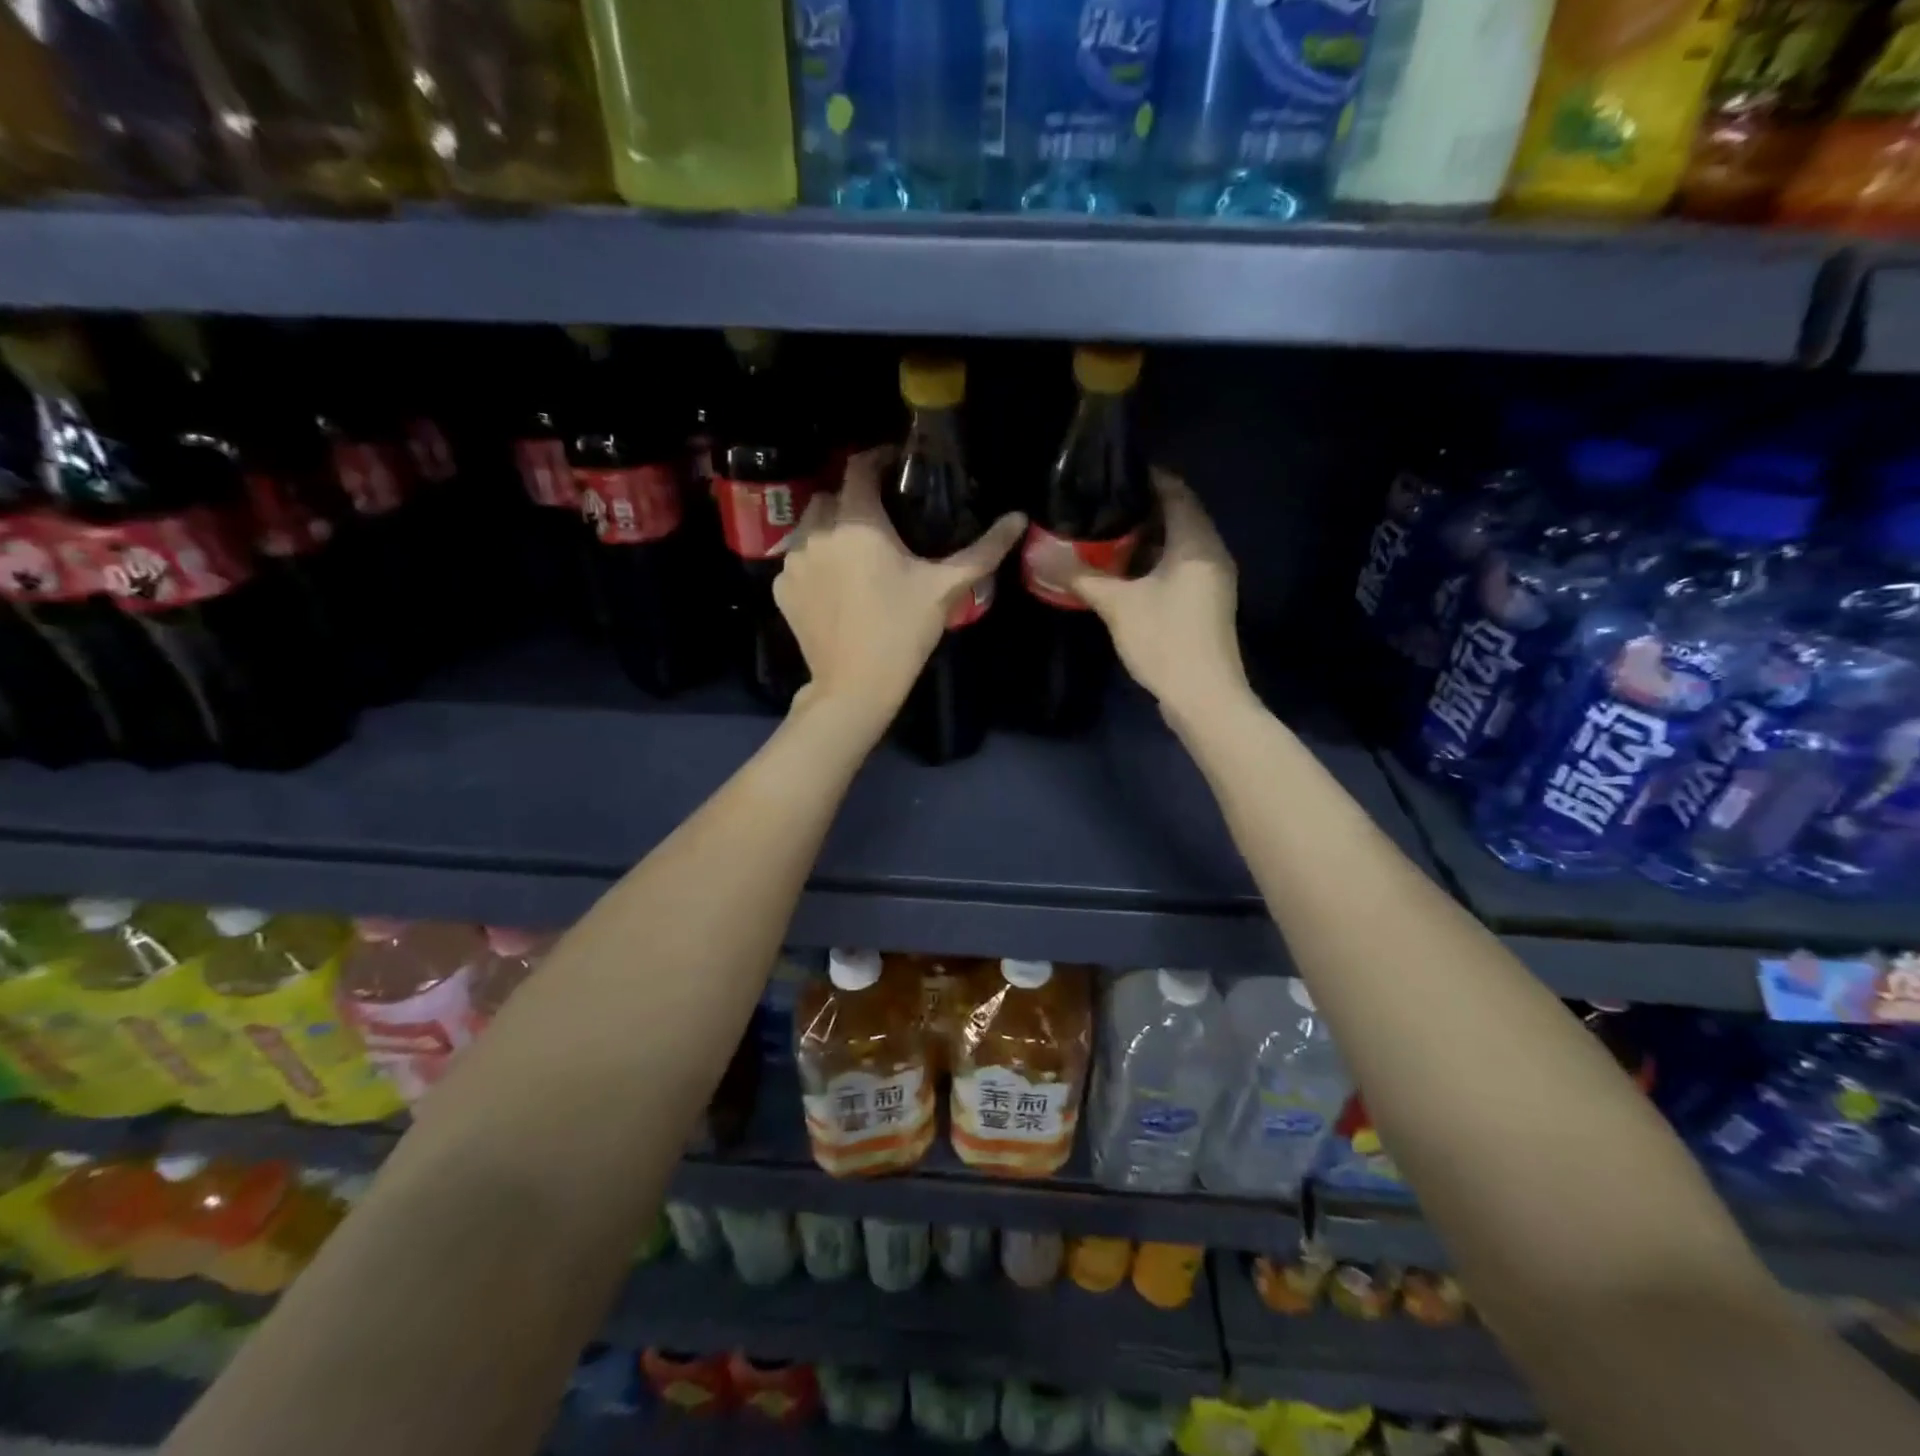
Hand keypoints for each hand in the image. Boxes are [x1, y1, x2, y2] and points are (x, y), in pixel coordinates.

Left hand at [775, 448, 1025, 732]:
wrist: (855, 686)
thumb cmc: (903, 632)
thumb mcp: (945, 588)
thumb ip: (983, 550)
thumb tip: (1019, 518)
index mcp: (857, 523)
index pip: (859, 468)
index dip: (876, 459)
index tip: (893, 465)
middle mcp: (817, 533)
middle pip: (832, 496)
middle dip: (853, 500)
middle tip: (880, 522)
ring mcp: (794, 562)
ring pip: (810, 527)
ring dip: (830, 530)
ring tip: (855, 553)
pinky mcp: (782, 589)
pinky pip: (798, 561)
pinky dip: (815, 563)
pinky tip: (835, 585)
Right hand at [1038, 469, 1250, 724]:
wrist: (1204, 697)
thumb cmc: (1165, 641)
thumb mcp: (1117, 605)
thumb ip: (1080, 575)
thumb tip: (1038, 553)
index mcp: (1196, 542)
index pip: (1175, 491)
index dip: (1146, 478)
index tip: (1110, 476)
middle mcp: (1211, 552)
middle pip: (1178, 515)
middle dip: (1141, 509)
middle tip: (1100, 506)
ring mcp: (1211, 579)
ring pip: (1178, 544)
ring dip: (1146, 538)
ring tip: (1104, 535)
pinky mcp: (1205, 602)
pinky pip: (1179, 567)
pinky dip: (1154, 562)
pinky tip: (1123, 572)